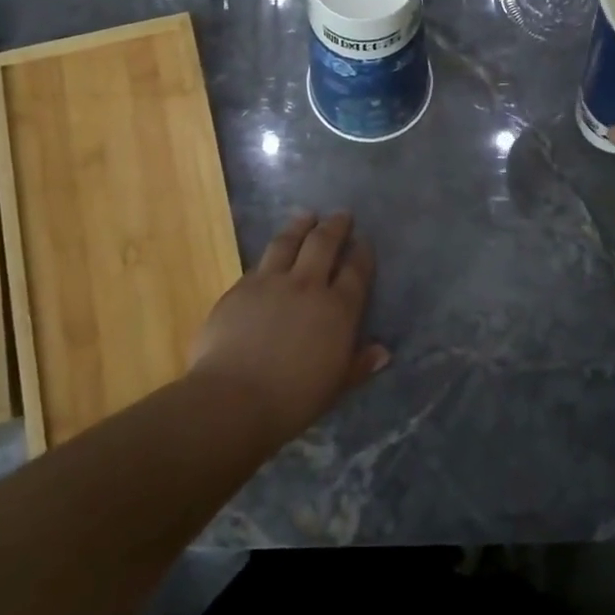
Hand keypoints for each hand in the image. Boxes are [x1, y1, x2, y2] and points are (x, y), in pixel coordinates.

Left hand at [188, 212, 388, 440]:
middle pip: (323, 244)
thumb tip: (382, 352)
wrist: (232, 398)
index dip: (362, 254)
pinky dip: (270, 254)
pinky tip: (270, 254)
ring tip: (306, 216)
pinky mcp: (239, 288)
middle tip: (341, 215)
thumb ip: (358, 365)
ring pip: (287, 242)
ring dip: (300, 226)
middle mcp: (307, 286)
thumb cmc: (292, 400)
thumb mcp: (335, 387)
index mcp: (337, 310)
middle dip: (335, 226)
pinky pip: (259, 263)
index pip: (355, 272)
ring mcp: (270, 282)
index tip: (364, 241)